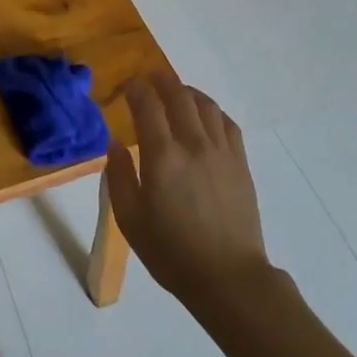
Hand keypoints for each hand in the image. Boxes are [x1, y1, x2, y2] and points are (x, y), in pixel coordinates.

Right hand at [104, 76, 270, 309]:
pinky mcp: (240, 163)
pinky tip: (205, 116)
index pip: (148, 105)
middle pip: (179, 95)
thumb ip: (119, 176)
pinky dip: (212, 111)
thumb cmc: (171, 252)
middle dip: (161, 81)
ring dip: (187, 92)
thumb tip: (115, 144)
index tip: (127, 85)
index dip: (136, 88)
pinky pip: (227, 123)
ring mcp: (222, 152)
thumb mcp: (130, 219)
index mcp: (163, 156)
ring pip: (205, 105)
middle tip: (149, 78)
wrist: (227, 277)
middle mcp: (194, 144)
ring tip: (176, 93)